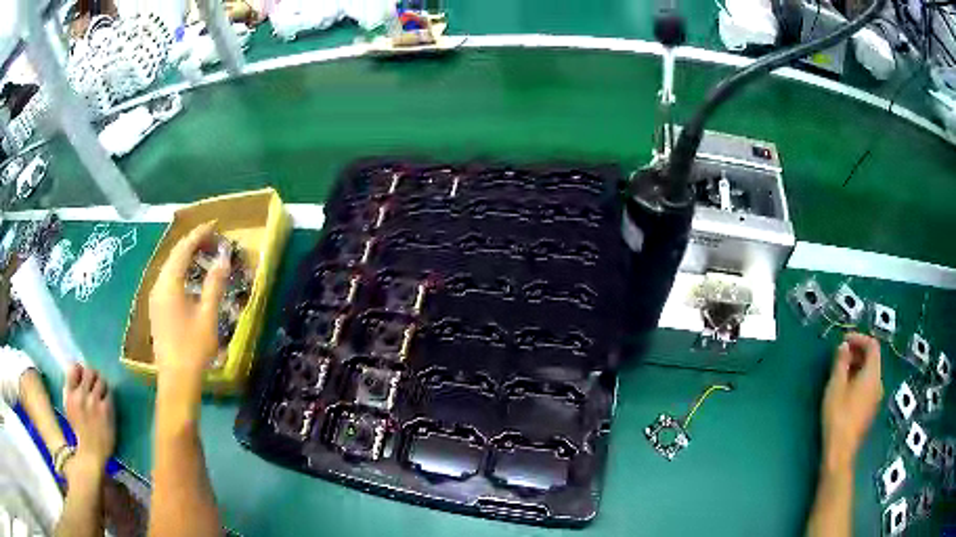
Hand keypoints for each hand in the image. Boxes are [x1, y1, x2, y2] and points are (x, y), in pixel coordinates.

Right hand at [63, 364, 114, 475]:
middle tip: (96, 381)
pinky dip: (109, 394)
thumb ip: (71, 389)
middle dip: (93, 374)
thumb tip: (76, 369)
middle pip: (89, 371)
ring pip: (100, 380)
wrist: (91, 454)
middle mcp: (81, 395)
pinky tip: (108, 400)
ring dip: (102, 383)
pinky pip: (109, 393)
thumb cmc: (80, 432)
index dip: (80, 369)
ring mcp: (94, 402)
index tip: (83, 373)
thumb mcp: (69, 408)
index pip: (74, 368)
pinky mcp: (106, 410)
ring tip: (102, 390)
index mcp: (70, 394)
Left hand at [148, 221, 229, 382]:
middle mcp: (158, 285)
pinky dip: (179, 270)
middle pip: (174, 255)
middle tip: (211, 238)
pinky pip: (167, 278)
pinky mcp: (156, 308)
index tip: (215, 225)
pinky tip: (189, 276)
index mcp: (169, 283)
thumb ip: (215, 284)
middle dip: (192, 243)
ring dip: (185, 256)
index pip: (183, 249)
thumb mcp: (208, 315)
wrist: (176, 379)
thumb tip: (223, 258)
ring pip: (169, 266)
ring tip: (202, 253)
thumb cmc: (193, 347)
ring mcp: (155, 297)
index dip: (198, 234)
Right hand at [821, 333, 882, 470]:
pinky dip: (859, 381)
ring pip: (870, 374)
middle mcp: (879, 383)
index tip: (844, 341)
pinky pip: (868, 387)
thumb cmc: (838, 416)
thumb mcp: (836, 386)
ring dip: (858, 368)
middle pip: (873, 359)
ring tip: (841, 374)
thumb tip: (844, 346)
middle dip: (858, 353)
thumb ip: (841, 363)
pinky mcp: (870, 411)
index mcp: (873, 373)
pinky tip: (846, 392)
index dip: (859, 338)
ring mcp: (876, 399)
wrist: (840, 452)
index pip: (872, 345)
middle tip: (840, 357)